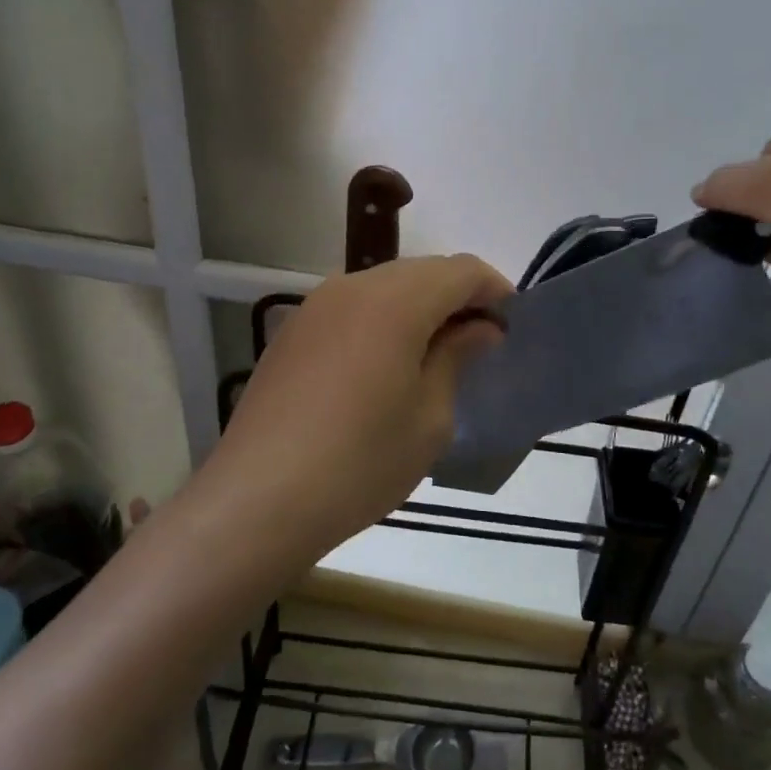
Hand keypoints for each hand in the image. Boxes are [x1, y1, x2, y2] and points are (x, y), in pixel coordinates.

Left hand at [208, 254, 511, 551]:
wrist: (258, 499)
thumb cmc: (360, 462)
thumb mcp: (429, 417)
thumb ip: (457, 358)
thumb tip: (479, 329)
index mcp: (394, 301)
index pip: (460, 270)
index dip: (494, 290)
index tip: (512, 324)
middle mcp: (352, 287)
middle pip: (422, 271)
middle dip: (458, 297)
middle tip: (479, 343)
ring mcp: (315, 306)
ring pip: (384, 286)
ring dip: (419, 307)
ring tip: (435, 354)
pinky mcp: (292, 332)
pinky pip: (352, 308)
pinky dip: (382, 320)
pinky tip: (385, 365)